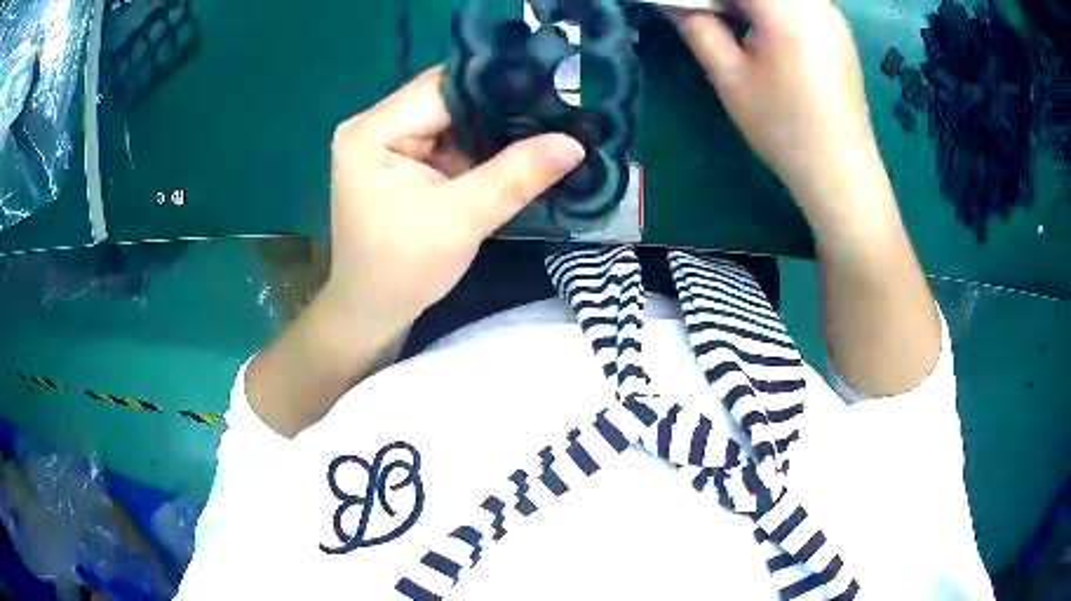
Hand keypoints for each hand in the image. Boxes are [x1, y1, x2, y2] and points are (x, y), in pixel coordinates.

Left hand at [323, 67, 585, 326]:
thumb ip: (515, 176)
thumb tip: (574, 143)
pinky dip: (481, 147)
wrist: (372, 312)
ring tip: (547, 126)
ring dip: (494, 127)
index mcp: (372, 131)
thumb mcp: (460, 221)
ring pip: (452, 119)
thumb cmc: (402, 270)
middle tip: (556, 109)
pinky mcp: (401, 160)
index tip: (550, 91)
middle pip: (447, 99)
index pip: (442, 87)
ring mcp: (387, 142)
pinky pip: (449, 140)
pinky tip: (518, 147)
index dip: (497, 87)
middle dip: (499, 107)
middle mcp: (374, 125)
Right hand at [679, 0, 881, 230]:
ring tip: (734, 22)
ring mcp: (832, 15)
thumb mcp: (730, 78)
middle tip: (711, 17)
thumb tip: (678, 5)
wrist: (840, 169)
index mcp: (786, 10)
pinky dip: (775, 7)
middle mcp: (815, 3)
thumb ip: (698, 29)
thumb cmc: (783, 128)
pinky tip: (765, 29)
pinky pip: (801, 2)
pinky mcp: (839, 30)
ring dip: (751, 2)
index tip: (691, 9)